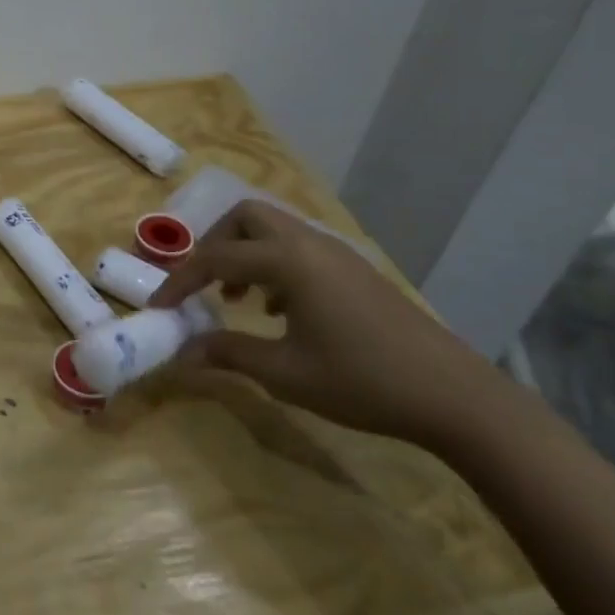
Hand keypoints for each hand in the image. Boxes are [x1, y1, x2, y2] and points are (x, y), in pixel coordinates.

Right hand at [148, 201, 518, 448]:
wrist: (455, 397)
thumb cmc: (361, 381)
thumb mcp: (284, 373)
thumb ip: (228, 353)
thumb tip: (183, 353)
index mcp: (288, 261)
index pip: (216, 257)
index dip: (180, 281)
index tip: (159, 307)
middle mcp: (310, 244)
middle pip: (247, 217)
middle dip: (215, 243)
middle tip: (203, 283)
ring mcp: (338, 255)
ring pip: (275, 231)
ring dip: (246, 254)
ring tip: (237, 300)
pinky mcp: (356, 271)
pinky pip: (300, 250)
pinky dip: (275, 266)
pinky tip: (279, 311)